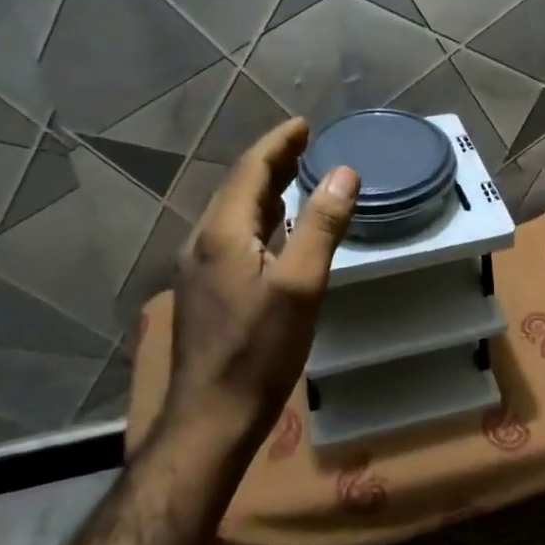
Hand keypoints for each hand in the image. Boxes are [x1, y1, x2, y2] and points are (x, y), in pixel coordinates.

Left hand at [141, 119, 357, 450]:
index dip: (278, 143)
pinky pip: (233, 236)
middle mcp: (203, 242)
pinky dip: (259, 219)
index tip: (304, 125)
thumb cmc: (258, 352)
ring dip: (265, 189)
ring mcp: (199, 268)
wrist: (210, 419)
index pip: (250, 170)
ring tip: (295, 176)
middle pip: (239, 187)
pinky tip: (275, 229)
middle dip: (272, 161)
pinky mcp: (205, 291)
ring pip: (234, 213)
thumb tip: (344, 173)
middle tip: (305, 144)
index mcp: (222, 232)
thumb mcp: (300, 286)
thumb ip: (321, 226)